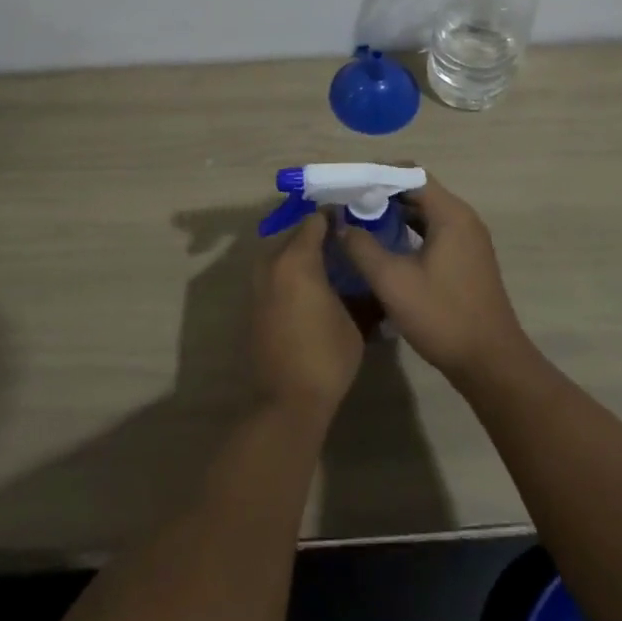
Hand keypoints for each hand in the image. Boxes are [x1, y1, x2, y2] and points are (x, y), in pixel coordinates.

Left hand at [252, 210, 362, 423]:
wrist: (286, 403)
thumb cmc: (325, 357)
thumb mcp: (355, 321)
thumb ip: (360, 289)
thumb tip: (367, 275)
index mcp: (297, 259)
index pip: (316, 221)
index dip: (336, 217)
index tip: (355, 220)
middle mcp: (272, 264)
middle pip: (297, 235)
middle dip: (320, 236)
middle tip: (347, 243)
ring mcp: (258, 285)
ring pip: (284, 255)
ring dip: (304, 256)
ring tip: (333, 266)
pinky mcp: (254, 305)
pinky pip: (276, 276)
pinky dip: (292, 275)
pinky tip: (315, 289)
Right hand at [337, 177, 531, 385]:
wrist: (491, 363)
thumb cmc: (442, 316)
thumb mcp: (393, 282)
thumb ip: (362, 247)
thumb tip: (339, 223)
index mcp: (450, 214)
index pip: (411, 174)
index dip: (378, 174)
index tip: (349, 184)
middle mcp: (463, 218)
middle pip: (418, 191)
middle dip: (383, 194)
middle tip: (348, 204)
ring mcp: (468, 240)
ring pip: (425, 213)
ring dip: (395, 215)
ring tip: (360, 223)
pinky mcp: (467, 260)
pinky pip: (433, 231)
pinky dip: (409, 232)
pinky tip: (385, 248)